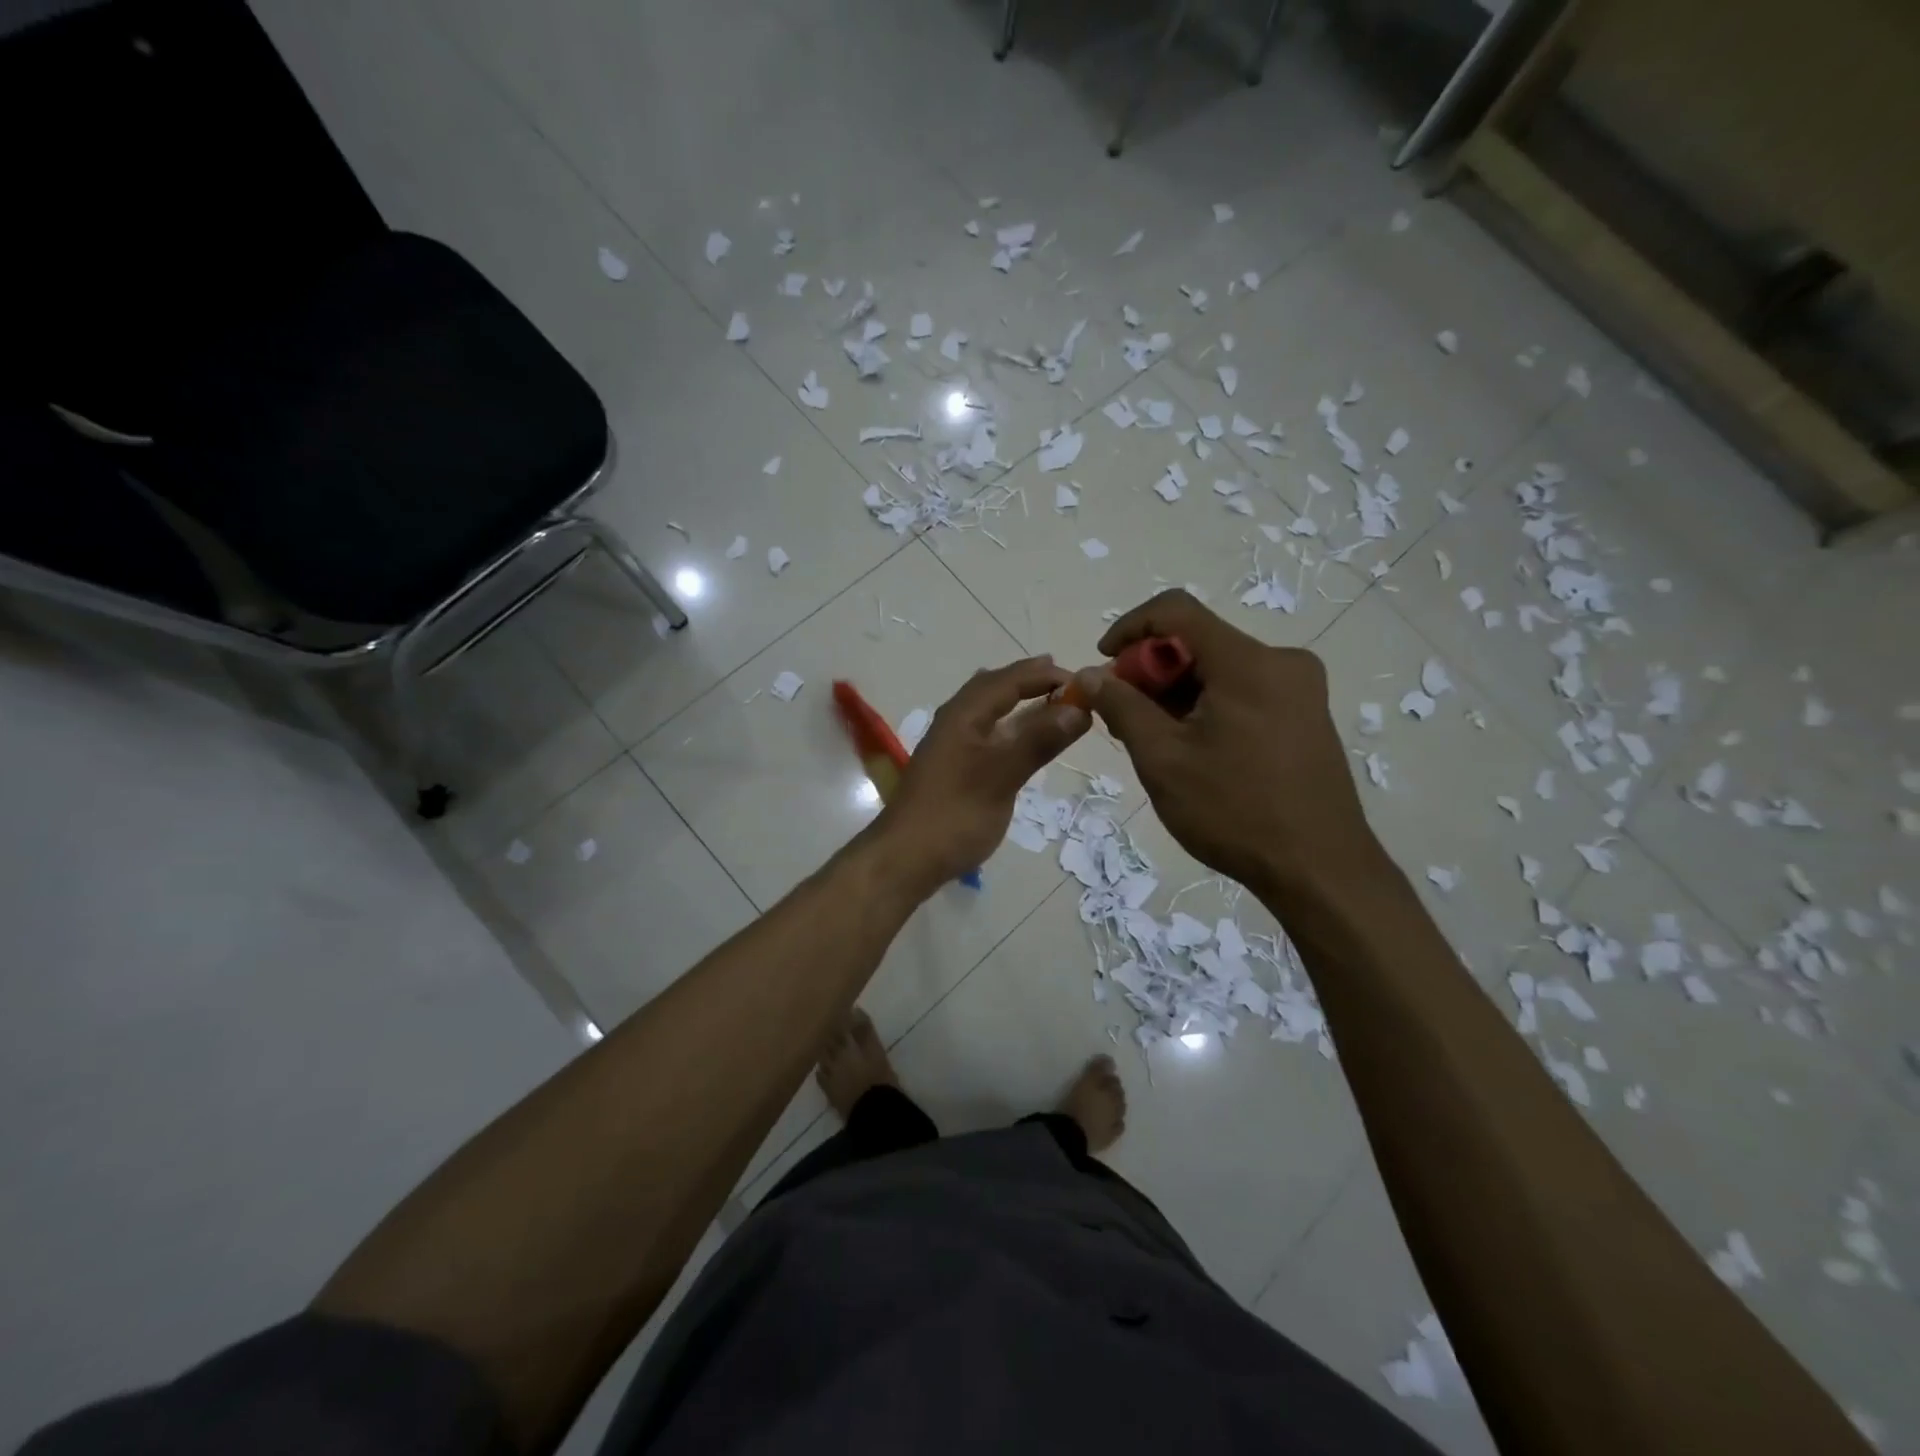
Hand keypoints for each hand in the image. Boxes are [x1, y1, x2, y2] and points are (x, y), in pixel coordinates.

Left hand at [870, 656, 1090, 896]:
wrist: (906, 858)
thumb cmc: (955, 815)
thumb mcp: (1002, 776)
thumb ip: (1039, 741)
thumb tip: (1079, 709)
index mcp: (963, 715)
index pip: (1008, 680)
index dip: (1045, 676)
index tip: (1084, 681)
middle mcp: (955, 721)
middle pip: (994, 687)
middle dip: (1028, 680)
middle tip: (1064, 679)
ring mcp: (951, 744)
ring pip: (987, 709)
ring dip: (1017, 700)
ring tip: (1046, 698)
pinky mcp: (952, 766)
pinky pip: (985, 730)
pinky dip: (1008, 724)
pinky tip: (1016, 736)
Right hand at [1073, 590, 1379, 898]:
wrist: (1320, 871)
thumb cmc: (1234, 811)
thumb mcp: (1162, 759)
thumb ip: (1122, 707)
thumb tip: (1091, 675)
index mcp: (1248, 662)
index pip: (1176, 610)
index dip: (1129, 627)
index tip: (1103, 664)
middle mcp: (1281, 661)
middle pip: (1198, 642)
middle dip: (1151, 671)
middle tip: (1122, 716)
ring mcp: (1300, 689)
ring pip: (1219, 669)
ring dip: (1177, 692)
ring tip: (1153, 740)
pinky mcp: (1306, 715)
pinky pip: (1243, 691)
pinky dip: (1206, 705)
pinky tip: (1191, 747)